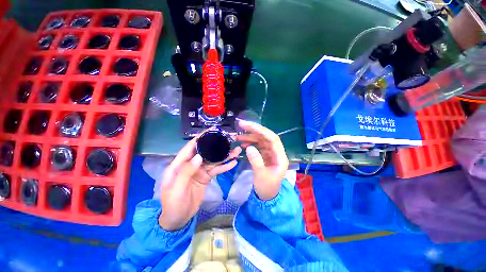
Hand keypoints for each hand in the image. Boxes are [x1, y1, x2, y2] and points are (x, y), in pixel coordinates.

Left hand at [158, 133, 241, 230]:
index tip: (211, 130)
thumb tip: (199, 156)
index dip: (200, 138)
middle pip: (205, 152)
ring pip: (214, 160)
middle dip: (216, 145)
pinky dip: (225, 167)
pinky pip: (216, 170)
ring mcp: (200, 171)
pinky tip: (233, 162)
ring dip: (224, 156)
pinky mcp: (206, 177)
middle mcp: (191, 164)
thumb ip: (186, 171)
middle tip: (229, 139)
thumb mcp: (176, 188)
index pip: (190, 147)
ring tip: (236, 150)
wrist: (178, 219)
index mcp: (179, 164)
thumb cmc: (173, 204)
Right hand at [236, 120, 288, 199]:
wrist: (267, 195)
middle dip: (254, 130)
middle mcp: (276, 152)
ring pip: (261, 140)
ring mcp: (270, 153)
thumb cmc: (267, 187)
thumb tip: (249, 147)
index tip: (248, 126)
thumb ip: (256, 161)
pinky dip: (250, 143)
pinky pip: (257, 145)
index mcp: (280, 157)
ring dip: (250, 137)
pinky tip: (242, 143)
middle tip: (241, 124)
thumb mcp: (261, 176)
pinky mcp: (265, 155)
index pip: (272, 139)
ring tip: (238, 137)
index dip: (261, 130)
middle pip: (266, 137)